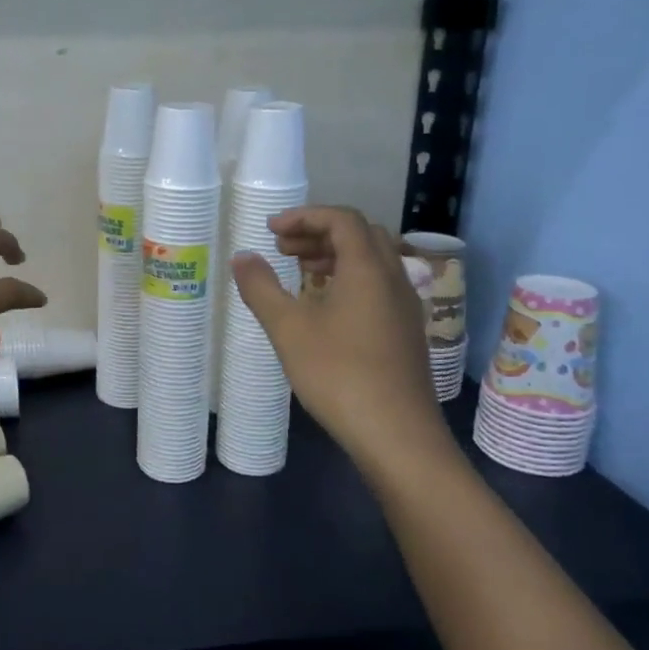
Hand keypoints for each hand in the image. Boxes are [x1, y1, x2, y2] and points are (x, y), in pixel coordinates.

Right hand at [230, 206, 455, 483]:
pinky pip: (378, 285)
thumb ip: (261, 287)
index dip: (305, 216)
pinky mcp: (406, 331)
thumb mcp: (287, 327)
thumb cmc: (337, 373)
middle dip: (319, 232)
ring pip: (373, 261)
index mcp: (368, 268)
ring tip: (300, 271)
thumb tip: (242, 256)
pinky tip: (325, 307)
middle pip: (361, 234)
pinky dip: (349, 279)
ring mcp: (405, 306)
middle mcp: (394, 278)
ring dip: (335, 255)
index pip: (342, 219)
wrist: (395, 433)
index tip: (271, 230)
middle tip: (283, 248)